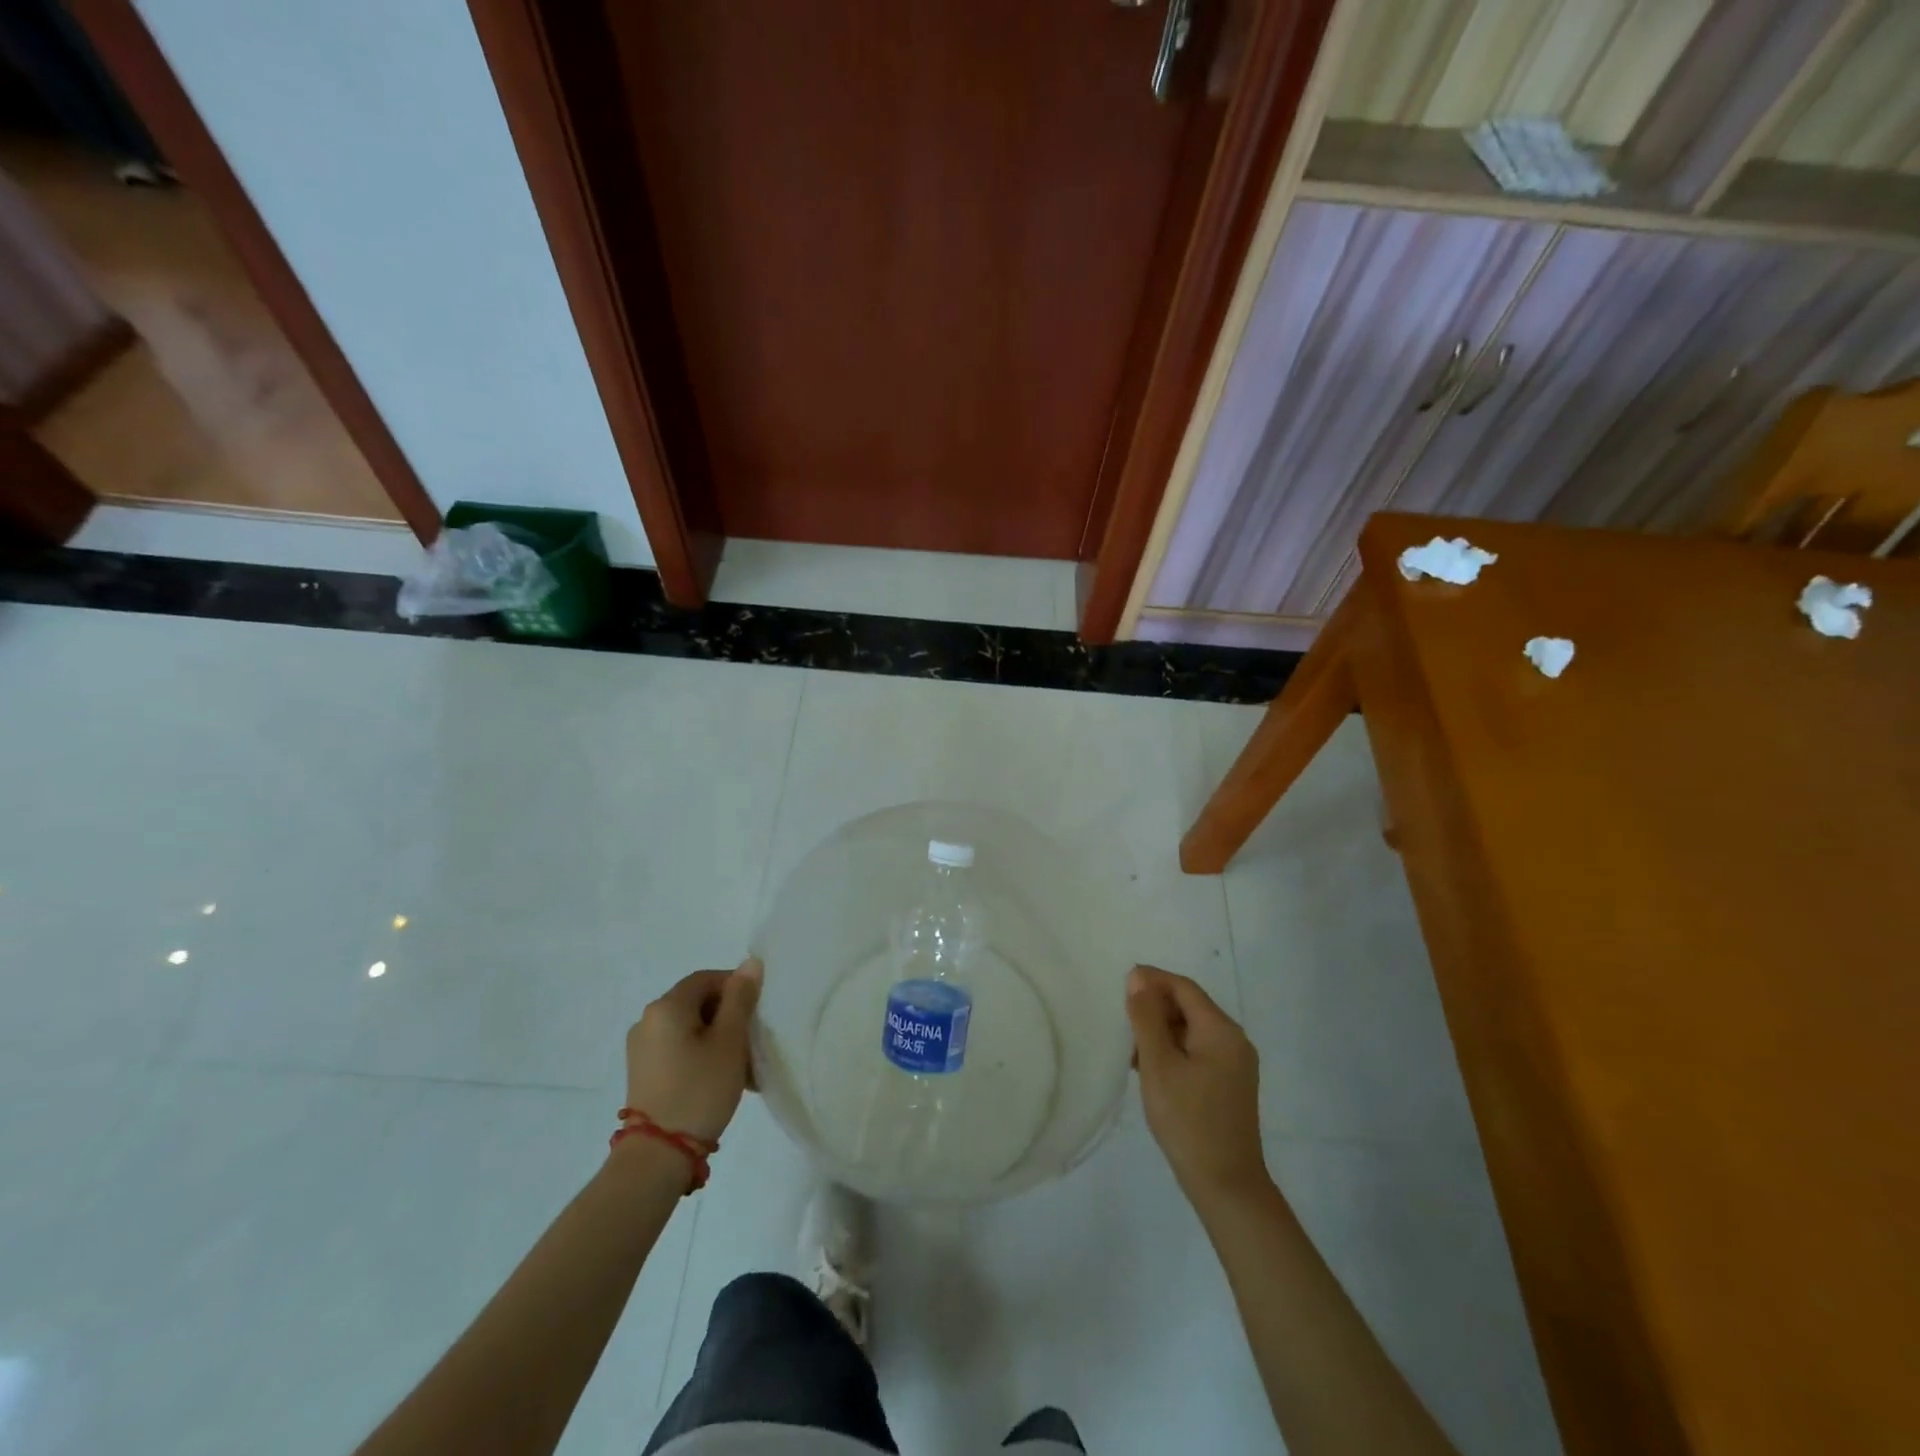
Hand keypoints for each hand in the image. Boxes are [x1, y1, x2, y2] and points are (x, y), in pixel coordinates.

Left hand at [624, 958, 762, 1144]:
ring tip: (743, 1067)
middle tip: (753, 1041)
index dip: (736, 987)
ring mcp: (642, 1049)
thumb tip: (750, 963)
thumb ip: (740, 998)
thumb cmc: (699, 1089)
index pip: (707, 978)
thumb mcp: (729, 1041)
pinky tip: (721, 1079)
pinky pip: (678, 1049)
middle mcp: (647, 1020)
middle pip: (697, 1003)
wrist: (657, 1156)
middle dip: (729, 1016)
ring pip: (690, 1029)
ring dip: (718, 1039)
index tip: (758, 1011)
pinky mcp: (643, 1073)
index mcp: (666, 1006)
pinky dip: (701, 1055)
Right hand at [1127, 965, 1269, 1205]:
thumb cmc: (1188, 1119)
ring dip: (1160, 1030)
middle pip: (1189, 1007)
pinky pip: (1196, 1052)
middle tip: (1120, 1017)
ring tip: (1128, 1044)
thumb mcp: (1158, 1064)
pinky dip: (1171, 1050)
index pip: (1183, 987)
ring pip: (1190, 1030)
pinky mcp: (1228, 1085)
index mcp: (1221, 1030)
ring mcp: (1233, 1065)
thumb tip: (1138, 977)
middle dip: (1154, 1006)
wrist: (1226, 1185)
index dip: (1152, 980)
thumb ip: (1146, 1017)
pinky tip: (1147, 1066)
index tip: (1120, 984)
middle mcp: (1233, 1040)